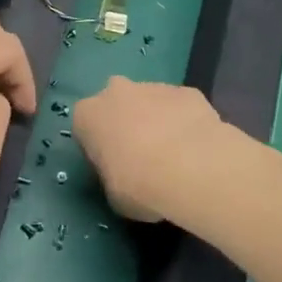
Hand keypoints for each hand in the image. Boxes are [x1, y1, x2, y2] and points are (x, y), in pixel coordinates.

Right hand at [72, 77, 224, 221]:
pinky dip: (184, 122)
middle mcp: (116, 92)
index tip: (112, 167)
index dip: (99, 148)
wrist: (192, 171)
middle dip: (126, 123)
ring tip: (175, 155)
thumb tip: (123, 175)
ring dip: (157, 121)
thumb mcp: (112, 194)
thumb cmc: (138, 186)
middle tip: (141, 155)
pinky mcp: (187, 91)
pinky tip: (196, 148)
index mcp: (88, 115)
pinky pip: (180, 107)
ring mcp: (154, 87)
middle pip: (117, 105)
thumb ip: (111, 176)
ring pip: (150, 102)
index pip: (86, 128)